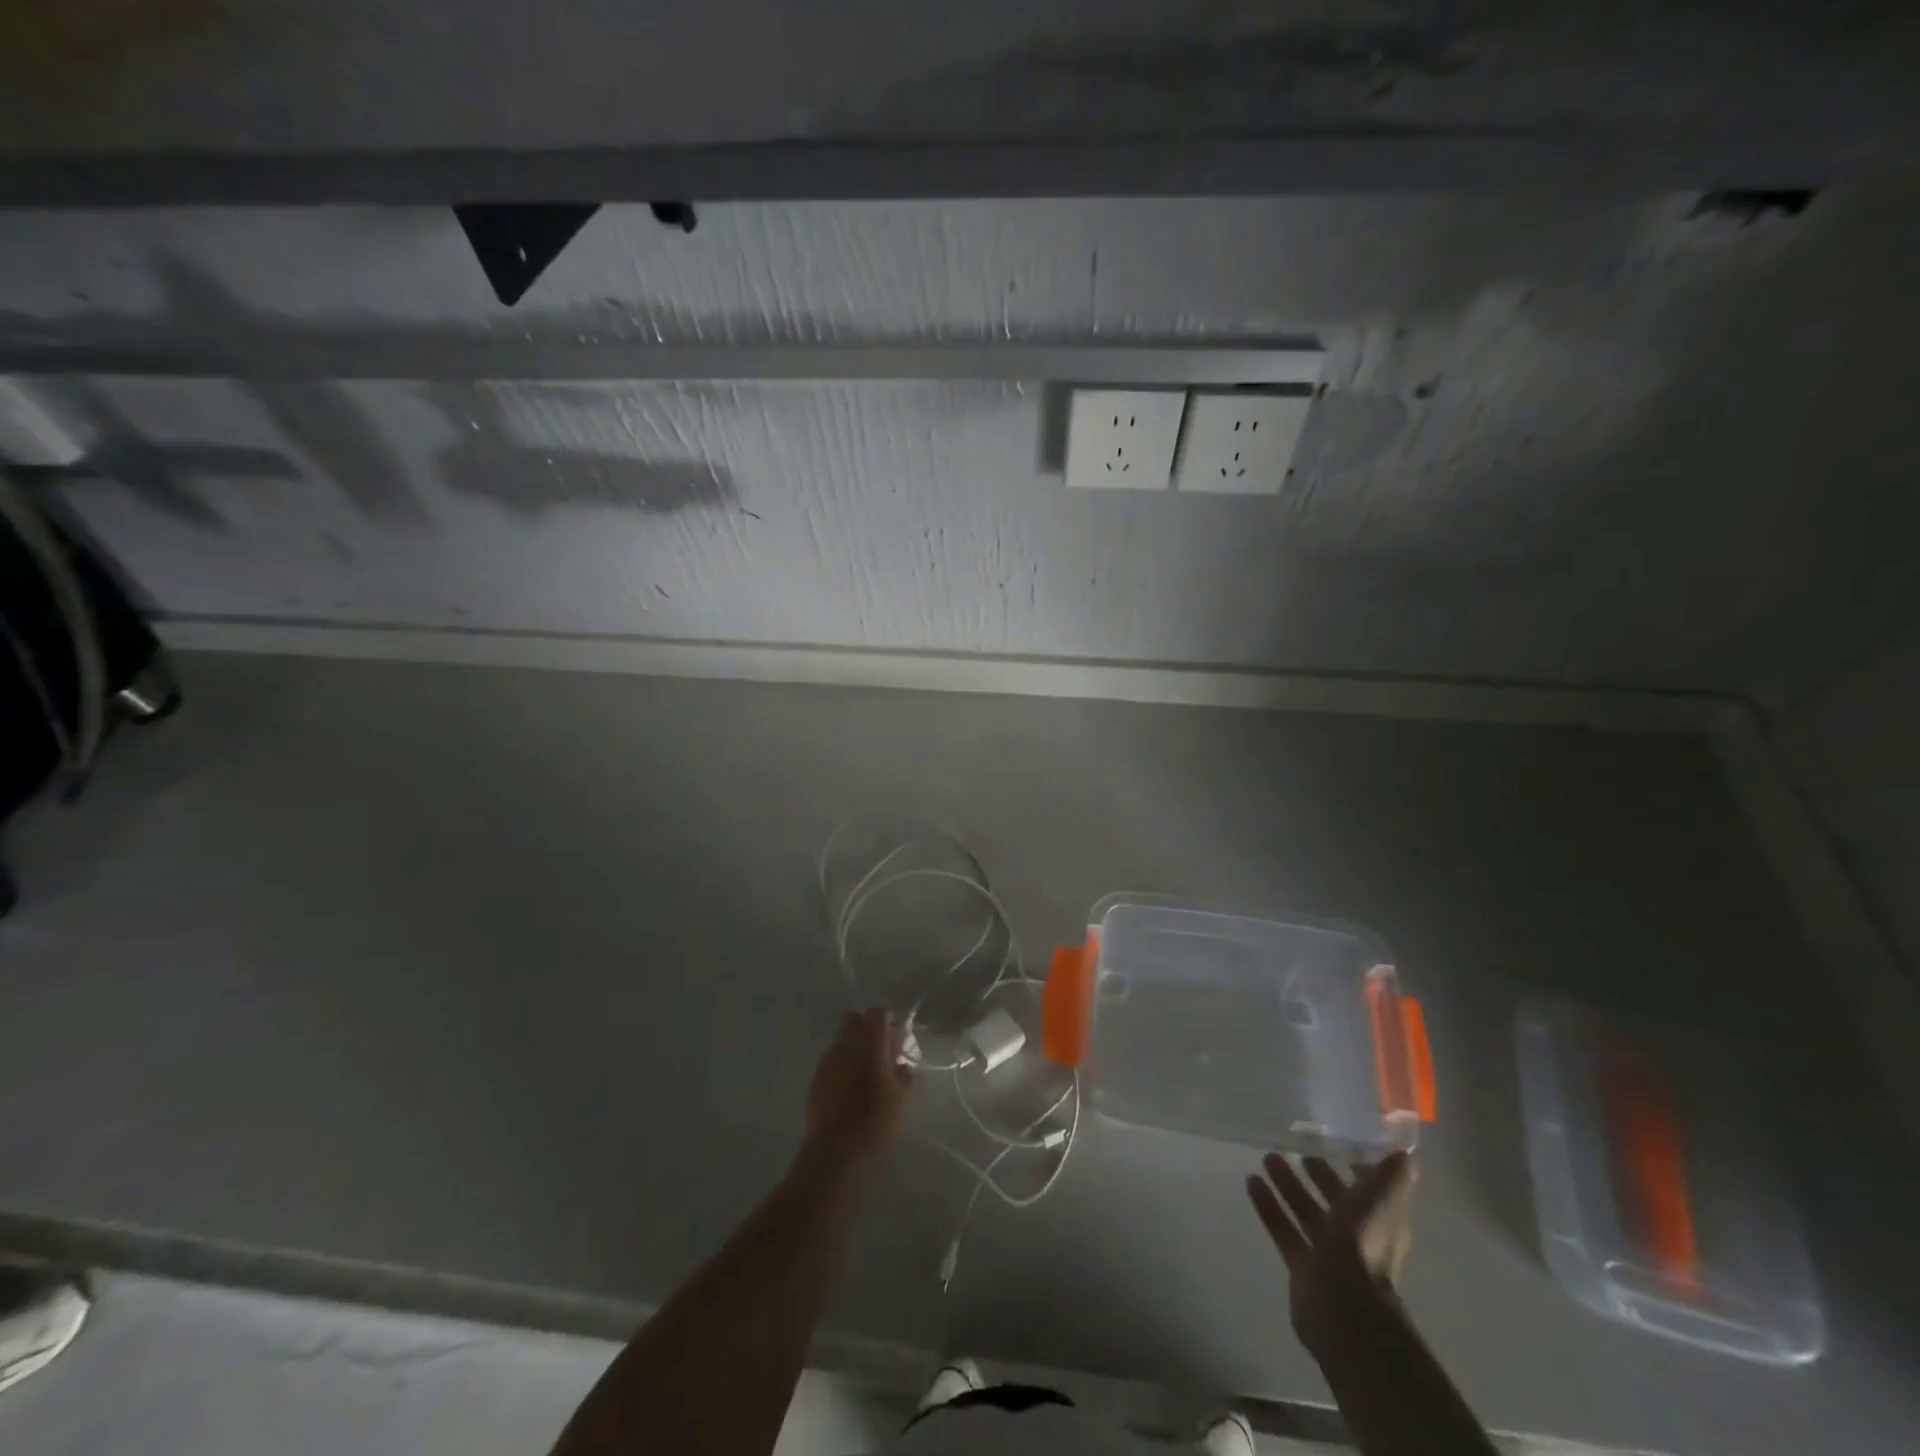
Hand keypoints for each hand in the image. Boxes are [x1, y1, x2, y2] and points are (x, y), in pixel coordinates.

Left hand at [804, 1009, 912, 1169]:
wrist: (834, 1152)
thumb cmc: (875, 1120)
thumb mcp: (901, 1098)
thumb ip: (903, 1074)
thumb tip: (900, 1065)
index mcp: (868, 1042)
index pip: (878, 1014)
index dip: (890, 1022)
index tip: (899, 1040)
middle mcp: (844, 1044)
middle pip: (854, 1019)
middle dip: (868, 1029)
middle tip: (883, 1052)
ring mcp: (827, 1061)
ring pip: (841, 1040)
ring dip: (854, 1048)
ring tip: (868, 1074)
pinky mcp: (816, 1080)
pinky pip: (832, 1061)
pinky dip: (843, 1066)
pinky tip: (851, 1090)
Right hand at [1247, 1151, 1415, 1355]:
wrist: (1343, 1306)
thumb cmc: (1365, 1245)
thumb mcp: (1382, 1200)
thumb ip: (1392, 1177)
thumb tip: (1404, 1152)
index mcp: (1380, 1222)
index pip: (1370, 1190)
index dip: (1357, 1168)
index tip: (1336, 1142)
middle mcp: (1356, 1236)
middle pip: (1335, 1200)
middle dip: (1318, 1174)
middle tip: (1295, 1147)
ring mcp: (1328, 1253)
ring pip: (1306, 1211)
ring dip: (1289, 1185)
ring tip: (1267, 1157)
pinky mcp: (1302, 1266)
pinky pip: (1283, 1228)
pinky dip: (1269, 1206)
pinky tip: (1251, 1181)